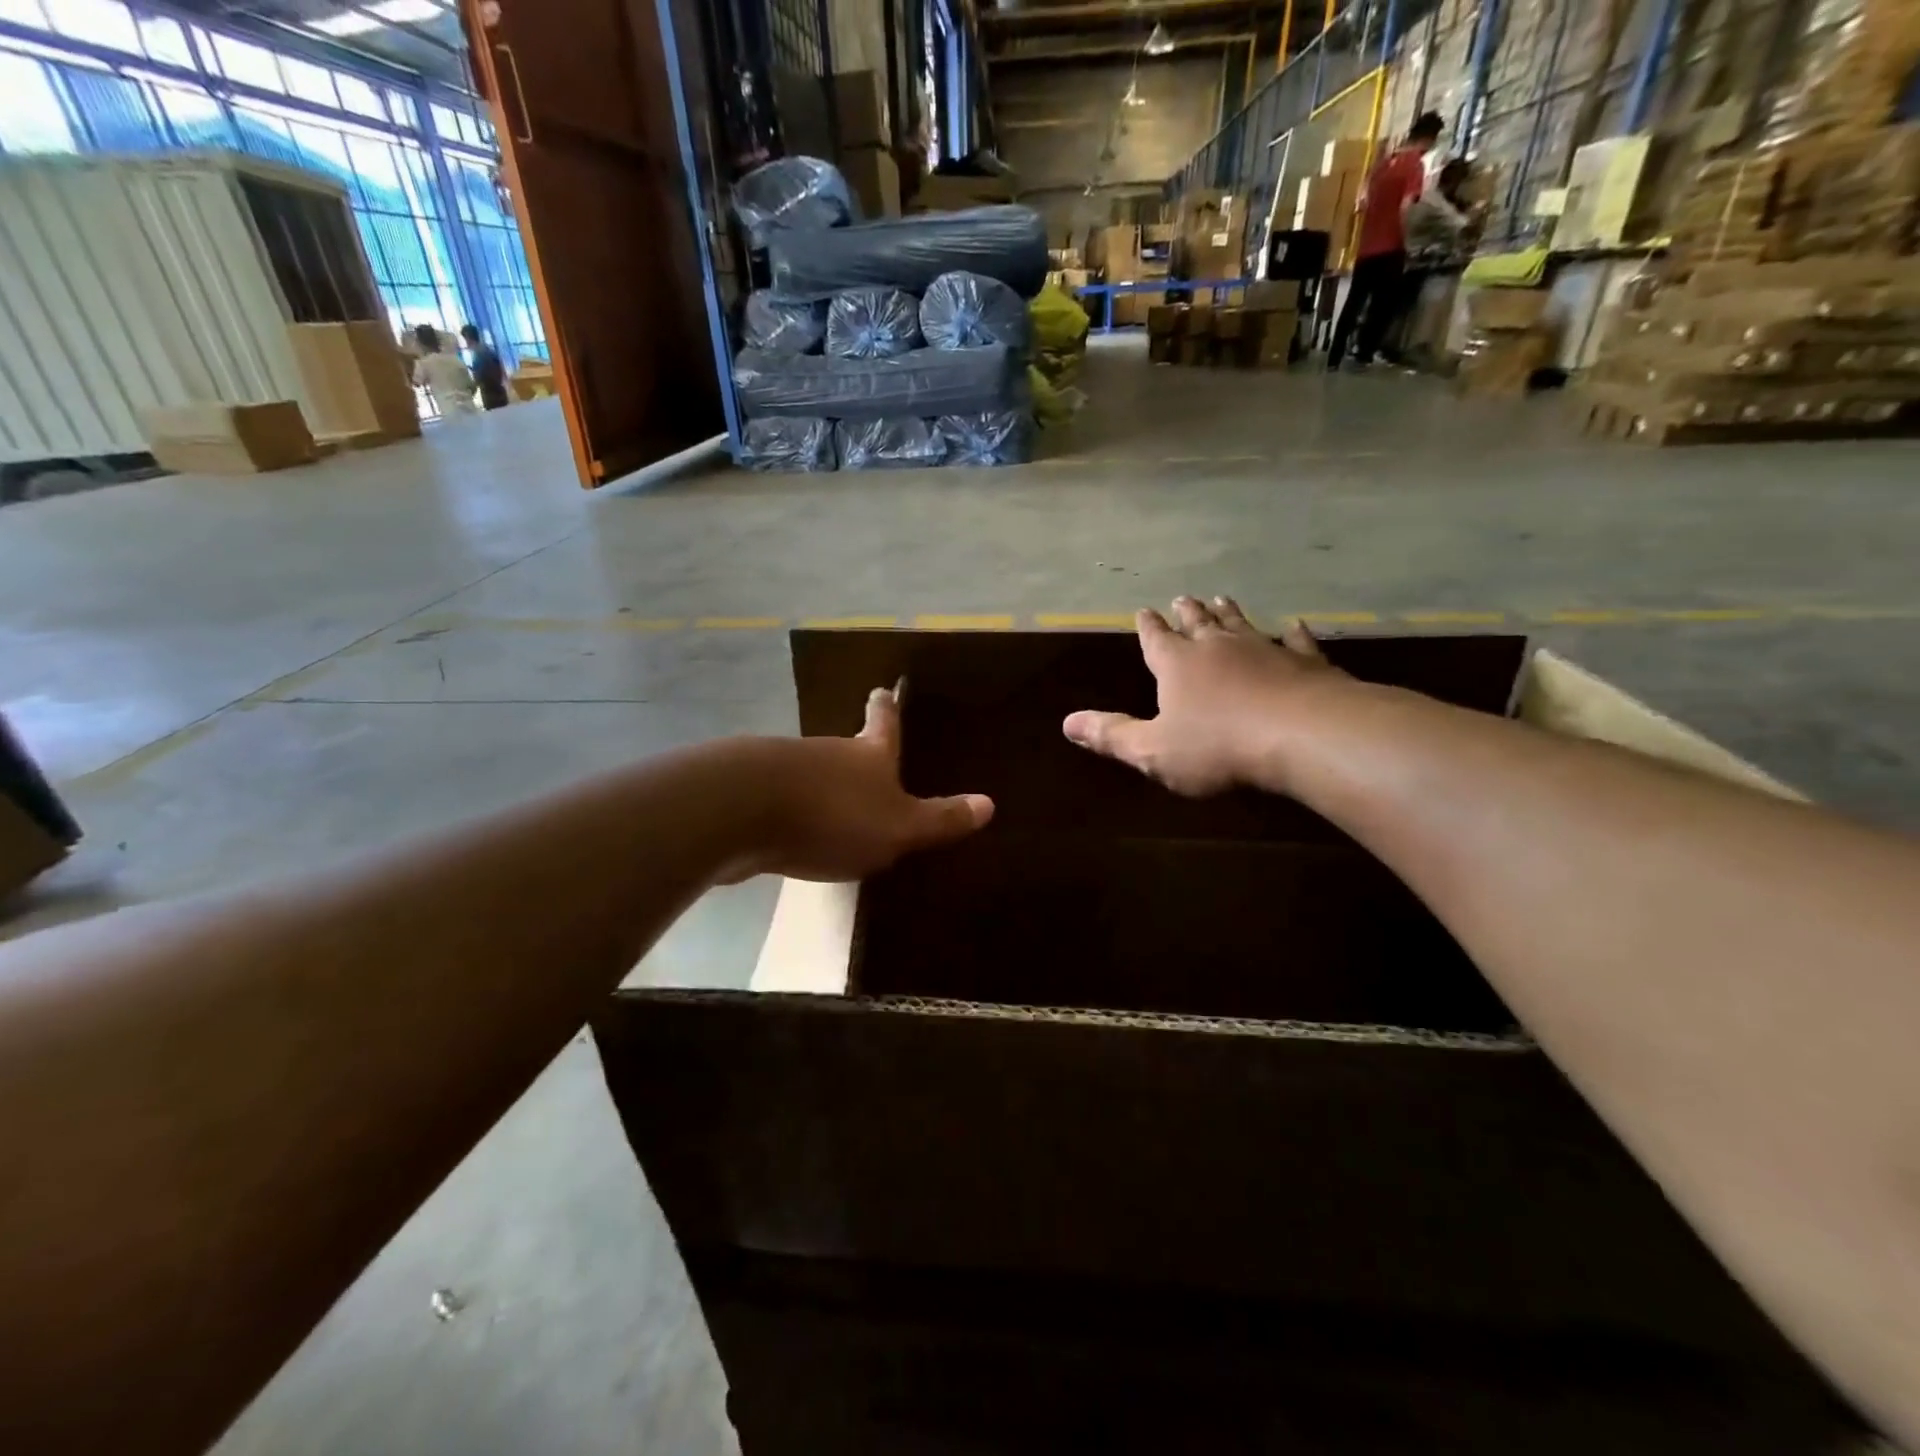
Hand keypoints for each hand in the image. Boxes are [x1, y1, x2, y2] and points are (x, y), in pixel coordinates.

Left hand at [732, 685, 993, 882]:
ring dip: (821, 785)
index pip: (883, 723)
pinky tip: (789, 831)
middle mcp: (827, 753)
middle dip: (854, 755)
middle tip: (864, 759)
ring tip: (831, 805)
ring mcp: (783, 769)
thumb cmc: (833, 815)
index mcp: (867, 755)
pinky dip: (789, 810)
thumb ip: (940, 819)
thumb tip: (990, 804)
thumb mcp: (898, 826)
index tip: (883, 688)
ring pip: (810, 773)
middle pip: (844, 748)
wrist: (741, 811)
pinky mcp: (747, 793)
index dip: (887, 708)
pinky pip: (779, 799)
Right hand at [1063, 596, 1343, 795]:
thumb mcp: (1153, 750)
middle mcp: (1218, 648)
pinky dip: (1293, 633)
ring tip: (1222, 598)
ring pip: (1242, 625)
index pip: (1156, 640)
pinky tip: (1294, 625)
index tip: (1144, 611)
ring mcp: (1265, 650)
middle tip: (1182, 597)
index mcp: (1178, 665)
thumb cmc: (1218, 747)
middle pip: (1198, 624)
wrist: (1303, 735)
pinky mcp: (1306, 663)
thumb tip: (1067, 723)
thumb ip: (1112, 735)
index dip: (1148, 628)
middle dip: (1186, 613)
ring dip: (1230, 613)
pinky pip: (1296, 641)